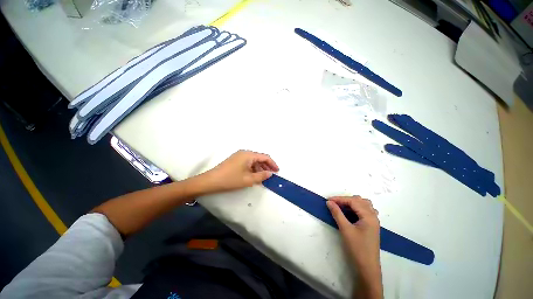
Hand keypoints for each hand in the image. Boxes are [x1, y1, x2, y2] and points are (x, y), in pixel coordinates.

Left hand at [201, 150, 278, 193]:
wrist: (211, 181)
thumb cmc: (231, 179)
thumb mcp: (248, 179)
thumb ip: (261, 176)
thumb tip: (270, 173)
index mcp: (249, 155)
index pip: (265, 157)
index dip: (272, 163)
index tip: (277, 171)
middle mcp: (245, 153)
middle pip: (259, 158)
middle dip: (266, 166)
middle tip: (271, 175)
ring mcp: (239, 156)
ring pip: (253, 160)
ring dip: (259, 168)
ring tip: (263, 177)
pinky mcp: (235, 160)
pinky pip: (248, 162)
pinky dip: (253, 168)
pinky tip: (254, 175)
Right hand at [327, 196, 382, 298]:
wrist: (367, 267)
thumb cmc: (357, 248)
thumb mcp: (345, 229)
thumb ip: (337, 213)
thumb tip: (329, 202)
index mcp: (369, 216)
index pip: (353, 201)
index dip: (339, 199)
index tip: (328, 200)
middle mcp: (373, 216)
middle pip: (359, 200)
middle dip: (345, 200)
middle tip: (334, 204)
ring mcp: (374, 221)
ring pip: (364, 204)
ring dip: (352, 203)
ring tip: (342, 207)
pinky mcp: (371, 225)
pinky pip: (365, 210)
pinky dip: (357, 208)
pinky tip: (351, 213)